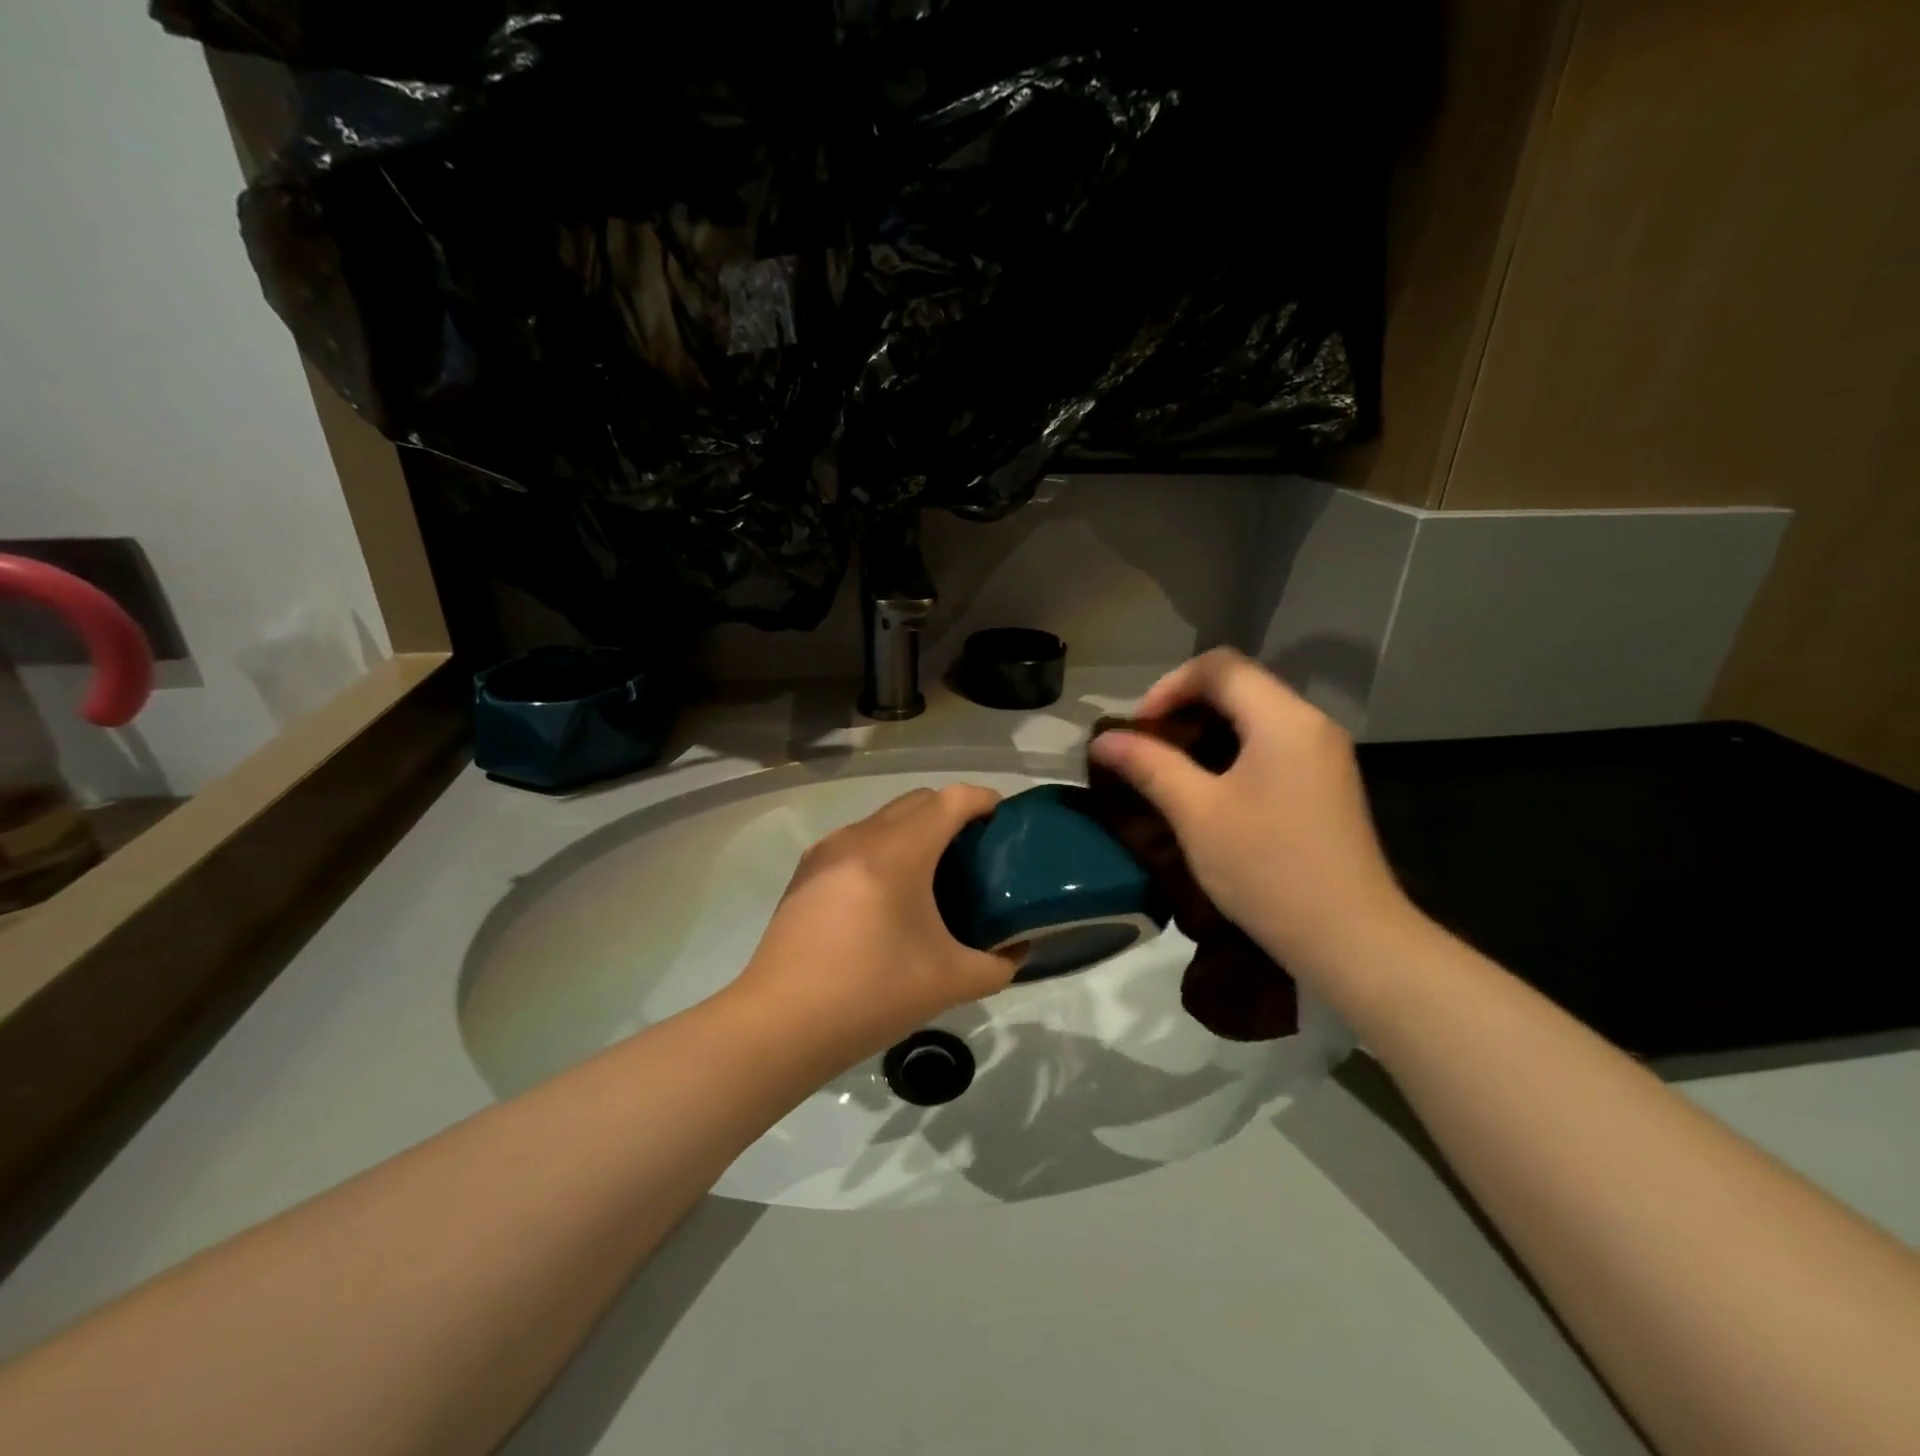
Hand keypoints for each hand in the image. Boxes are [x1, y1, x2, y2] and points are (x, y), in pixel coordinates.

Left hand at [728, 785, 1021, 1070]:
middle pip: (917, 801)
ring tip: (937, 871)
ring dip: (915, 829)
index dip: (982, 800)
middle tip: (977, 849)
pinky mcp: (806, 871)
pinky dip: (885, 847)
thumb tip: (1017, 949)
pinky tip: (891, 892)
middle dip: (952, 812)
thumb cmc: (870, 995)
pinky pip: (858, 840)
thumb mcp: (950, 983)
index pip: (949, 800)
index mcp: (897, 853)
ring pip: (884, 819)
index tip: (1005, 820)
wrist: (780, 1025)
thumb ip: (998, 964)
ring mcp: (827, 851)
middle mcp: (859, 837)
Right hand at [1088, 648, 1420, 989]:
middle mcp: (1311, 725)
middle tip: (1147, 747)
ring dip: (1206, 731)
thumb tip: (1104, 739)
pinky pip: (1271, 745)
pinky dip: (1232, 752)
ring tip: (1169, 768)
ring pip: (1255, 716)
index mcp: (1283, 719)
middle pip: (1239, 686)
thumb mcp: (1197, 814)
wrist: (1351, 940)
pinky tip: (1209, 790)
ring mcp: (1324, 756)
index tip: (1139, 729)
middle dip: (1184, 706)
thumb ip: (1150, 766)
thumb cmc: (1268, 869)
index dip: (1169, 686)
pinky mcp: (1326, 785)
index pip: (1219, 666)